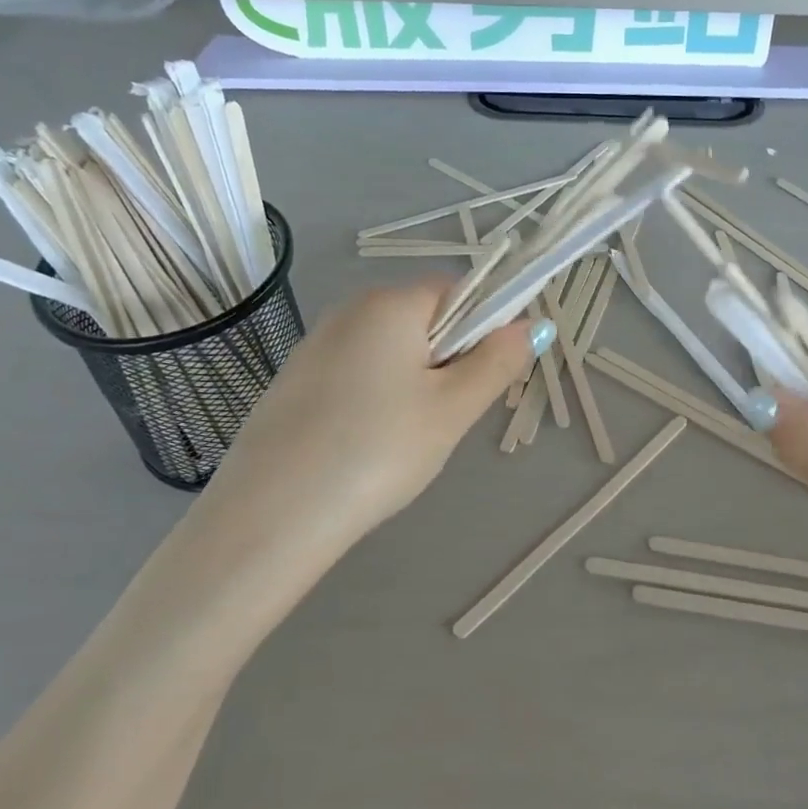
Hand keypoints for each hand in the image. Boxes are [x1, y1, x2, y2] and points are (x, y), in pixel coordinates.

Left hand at [198, 281, 543, 549]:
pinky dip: (375, 399)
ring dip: (414, 384)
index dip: (483, 329)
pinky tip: (366, 445)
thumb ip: (498, 362)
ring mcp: (315, 345)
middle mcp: (349, 310)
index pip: (458, 292)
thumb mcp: (453, 409)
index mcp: (390, 303)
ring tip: (405, 439)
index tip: (482, 380)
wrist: (273, 516)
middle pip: (423, 321)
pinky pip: (356, 374)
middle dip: (448, 361)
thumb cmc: (378, 450)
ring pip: (390, 352)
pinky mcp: (294, 381)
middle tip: (446, 417)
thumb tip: (534, 324)